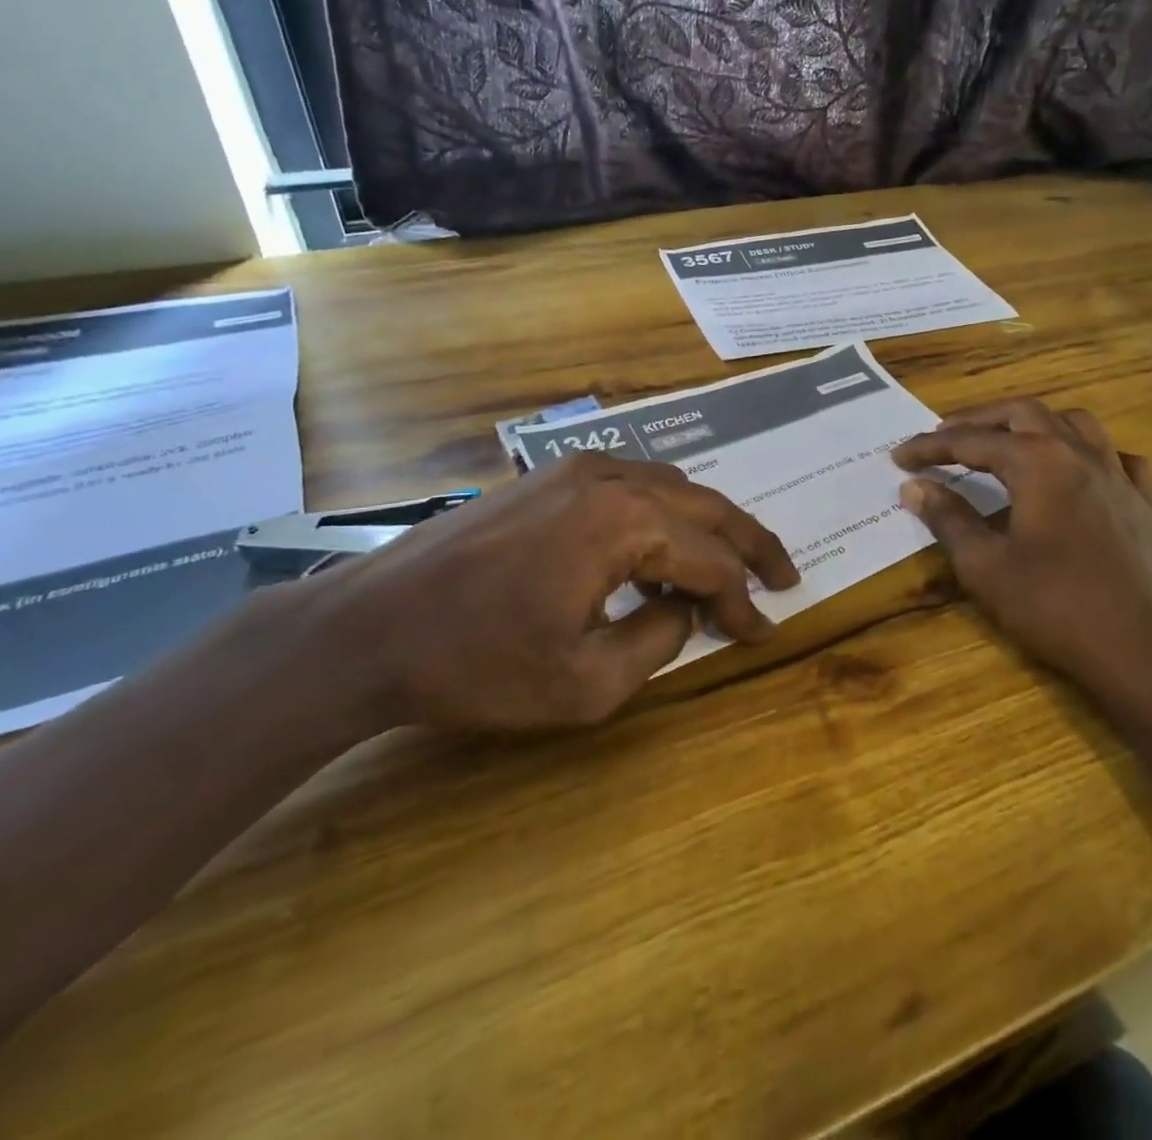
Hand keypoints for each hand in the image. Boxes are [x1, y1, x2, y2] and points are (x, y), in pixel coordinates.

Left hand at [263, 453, 798, 735]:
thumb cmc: (476, 664)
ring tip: (726, 568)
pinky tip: (658, 551)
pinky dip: (660, 517)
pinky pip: (628, 487)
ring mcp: (573, 470)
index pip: (709, 560)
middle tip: (783, 575)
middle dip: (749, 543)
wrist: (368, 628)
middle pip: (703, 507)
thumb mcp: (586, 683)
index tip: (762, 633)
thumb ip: (658, 640)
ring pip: (669, 489)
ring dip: (704, 528)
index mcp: (624, 521)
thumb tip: (683, 609)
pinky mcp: (546, 477)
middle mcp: (608, 478)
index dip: (742, 601)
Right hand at [892, 399, 1151, 714]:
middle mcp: (1080, 453)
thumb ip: (949, 519)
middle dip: (979, 420)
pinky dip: (1086, 453)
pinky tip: (1077, 473)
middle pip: (1023, 413)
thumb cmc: (1056, 607)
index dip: (930, 447)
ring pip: (1074, 423)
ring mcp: (1119, 474)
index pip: (971, 441)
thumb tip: (914, 487)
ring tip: (1007, 441)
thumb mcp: (986, 566)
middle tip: (944, 436)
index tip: (898, 457)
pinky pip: (1115, 457)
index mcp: (1038, 462)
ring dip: (1033, 424)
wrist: (1145, 650)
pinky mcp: (1145, 502)